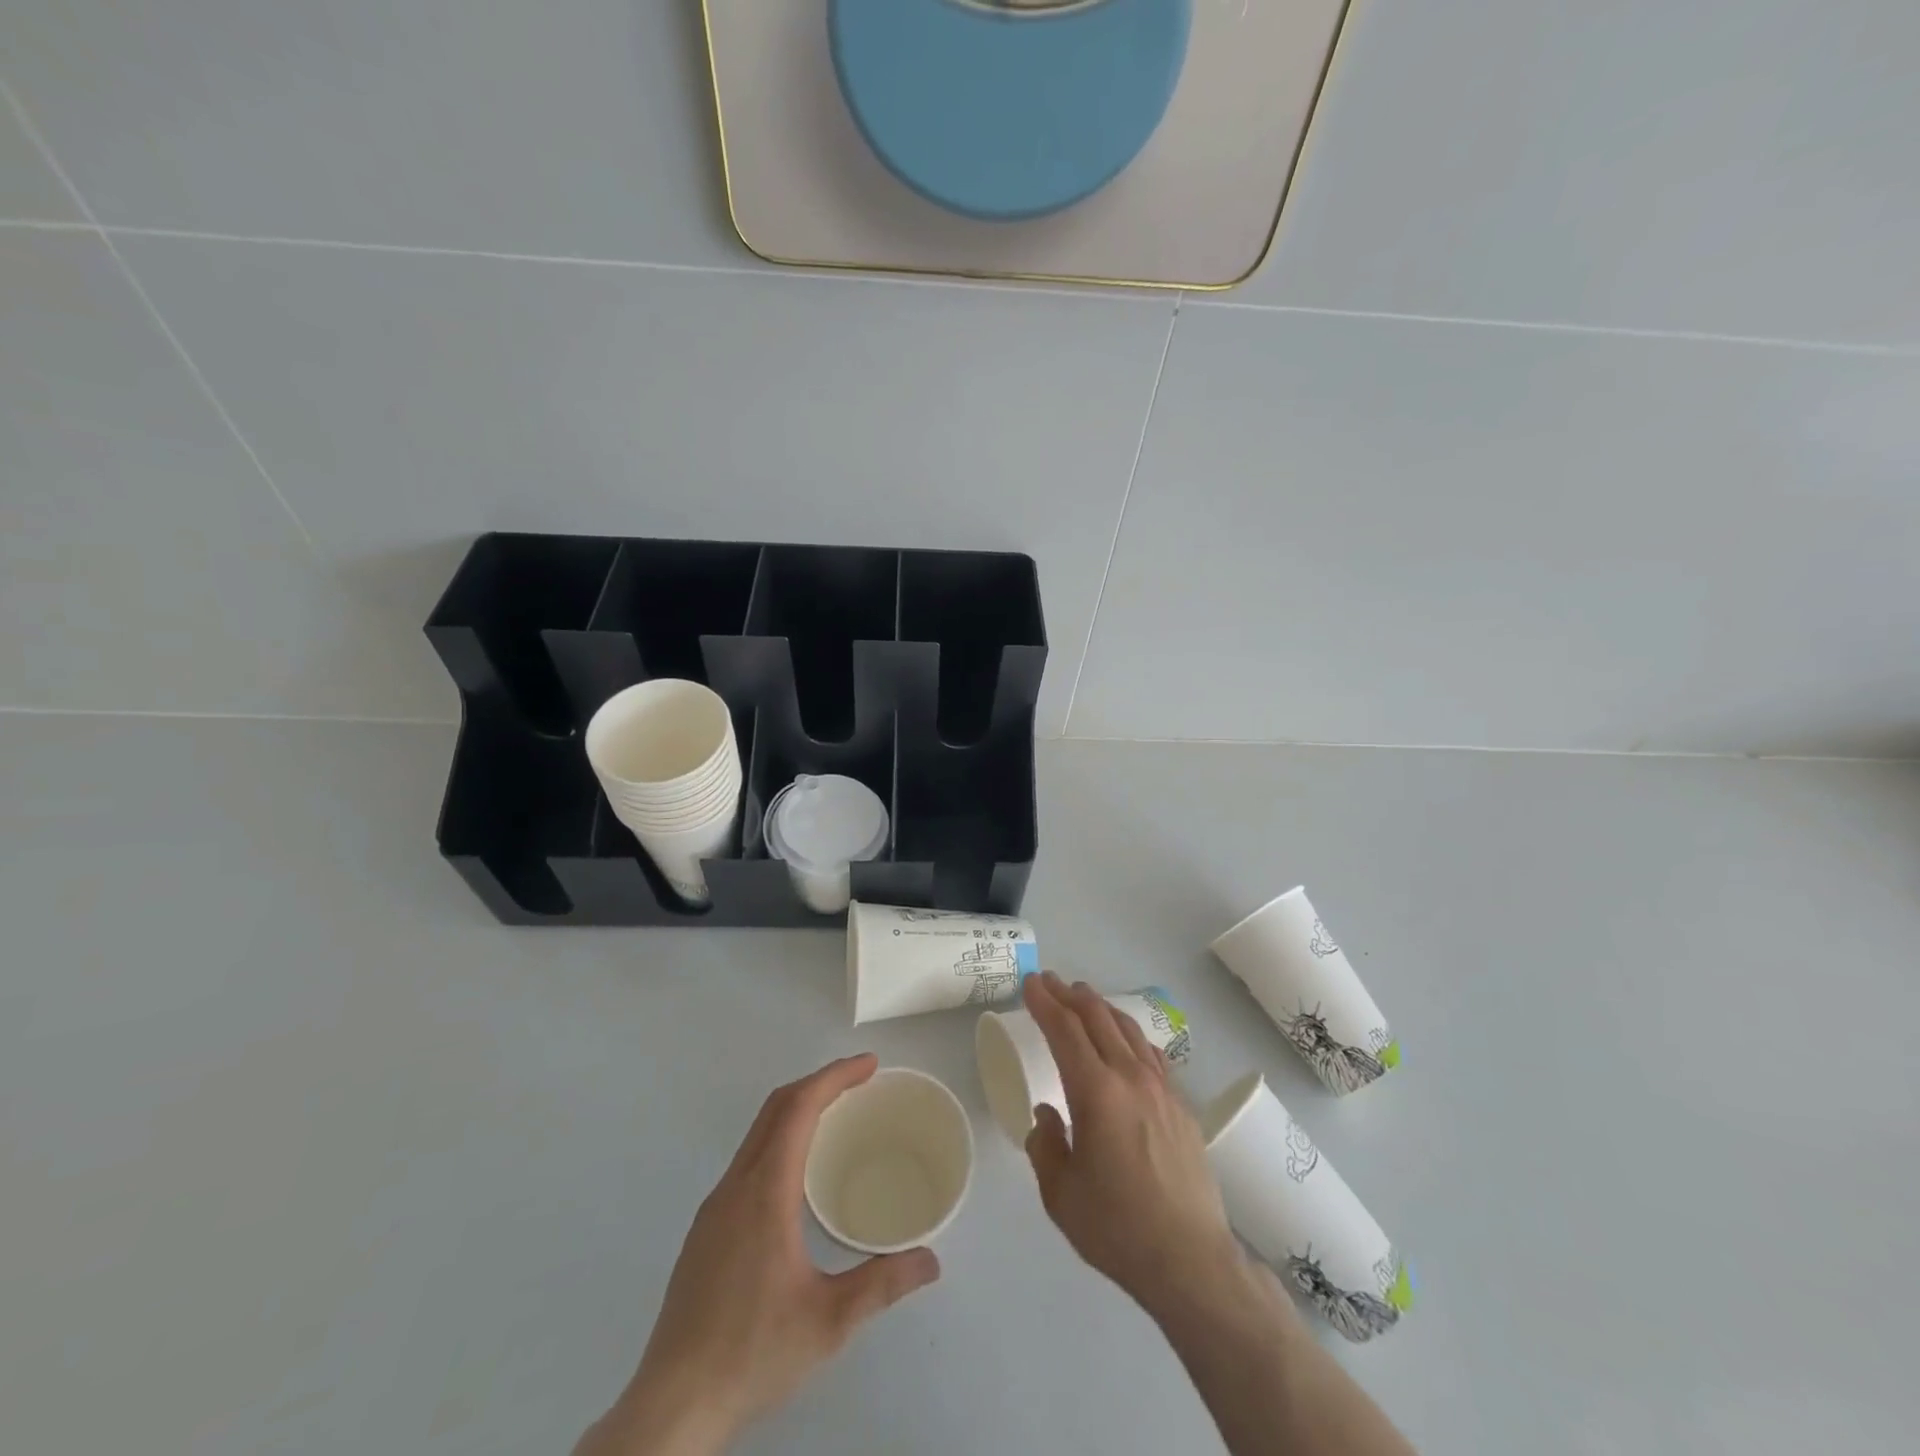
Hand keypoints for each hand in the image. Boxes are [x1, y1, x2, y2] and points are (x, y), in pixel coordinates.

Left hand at [578, 1055, 939, 1455]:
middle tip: (860, 1082)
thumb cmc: (752, 1353)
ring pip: (758, 1133)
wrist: (671, 1405)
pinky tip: (798, 1176)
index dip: (834, 1077)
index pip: (798, 1107)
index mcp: (764, 1191)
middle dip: (819, 1083)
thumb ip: (882, 1284)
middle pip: (775, 1108)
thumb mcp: (829, 1321)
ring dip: (797, 1110)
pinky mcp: (706, 1230)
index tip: (869, 1065)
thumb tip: (931, 1261)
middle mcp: (735, 1186)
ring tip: (836, 1119)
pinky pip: (748, 1160)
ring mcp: (715, 1207)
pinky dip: (780, 1140)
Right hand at [1021, 972, 1244, 1316]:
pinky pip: (1152, 1054)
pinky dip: (1130, 1035)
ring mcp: (1162, 1089)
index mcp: (1096, 1093)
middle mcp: (1130, 1078)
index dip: (1045, 1003)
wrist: (1191, 1260)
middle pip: (1098, 1018)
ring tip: (1084, 997)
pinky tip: (1126, 1040)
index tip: (1031, 983)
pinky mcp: (1182, 1106)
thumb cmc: (1117, 1228)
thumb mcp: (1061, 1194)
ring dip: (1101, 1007)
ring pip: (1128, 1029)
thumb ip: (1045, 1146)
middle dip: (1070, 994)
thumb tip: (1047, 1115)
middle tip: (1050, 981)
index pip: (1066, 1031)